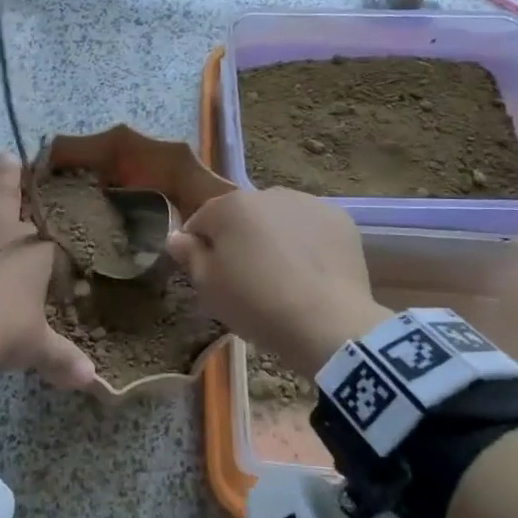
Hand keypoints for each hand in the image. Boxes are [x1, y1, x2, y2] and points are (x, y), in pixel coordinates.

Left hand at [0, 154, 96, 389]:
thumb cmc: (1, 326)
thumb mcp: (34, 346)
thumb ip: (62, 358)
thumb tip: (92, 382)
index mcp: (32, 244)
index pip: (45, 213)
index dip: (40, 196)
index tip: (27, 165)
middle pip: (3, 193)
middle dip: (8, 177)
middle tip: (7, 159)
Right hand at [166, 187, 389, 377]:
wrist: (327, 323)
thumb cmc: (256, 304)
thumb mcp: (208, 286)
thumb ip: (189, 255)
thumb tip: (177, 237)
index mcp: (230, 206)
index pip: (201, 220)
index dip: (199, 247)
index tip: (207, 274)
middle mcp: (268, 194)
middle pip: (243, 216)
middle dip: (240, 239)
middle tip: (246, 279)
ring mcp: (308, 203)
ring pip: (279, 219)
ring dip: (274, 238)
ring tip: (283, 277)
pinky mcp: (340, 220)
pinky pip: (311, 228)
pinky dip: (307, 244)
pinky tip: (310, 274)